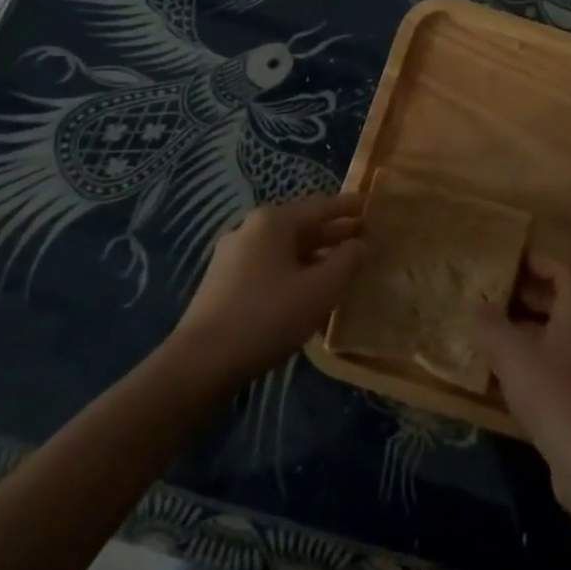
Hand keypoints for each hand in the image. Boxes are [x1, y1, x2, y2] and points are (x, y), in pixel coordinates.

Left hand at [172, 195, 364, 382]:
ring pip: (283, 247)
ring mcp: (232, 255)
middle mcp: (250, 228)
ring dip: (313, 254)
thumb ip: (346, 261)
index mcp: (273, 221)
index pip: (321, 206)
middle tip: (362, 237)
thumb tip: (360, 243)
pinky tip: (306, 288)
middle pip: (301, 224)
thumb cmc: (268, 317)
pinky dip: (293, 269)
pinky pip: (268, 265)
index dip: (348, 207)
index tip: (370, 206)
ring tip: (339, 265)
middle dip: (332, 232)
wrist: (200, 363)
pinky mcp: (222, 281)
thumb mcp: (320, 290)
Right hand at [475, 253, 570, 503]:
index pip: (559, 270)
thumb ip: (489, 324)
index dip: (534, 263)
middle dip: (529, 295)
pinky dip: (541, 357)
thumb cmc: (552, 391)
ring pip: (562, 332)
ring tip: (497, 332)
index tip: (508, 261)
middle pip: (562, 300)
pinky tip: (513, 372)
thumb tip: (473, 303)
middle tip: (496, 295)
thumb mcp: (510, 353)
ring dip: (532, 328)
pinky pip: (565, 360)